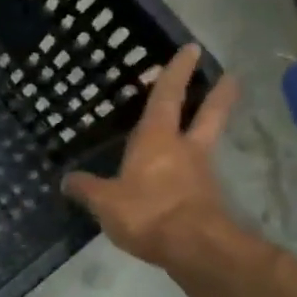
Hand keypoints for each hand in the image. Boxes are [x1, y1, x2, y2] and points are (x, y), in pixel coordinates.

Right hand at [63, 42, 238, 266]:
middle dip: (218, 95)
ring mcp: (200, 173)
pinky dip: (193, 169)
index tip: (191, 49)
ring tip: (203, 125)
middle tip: (229, 77)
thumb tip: (67, 180)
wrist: (195, 247)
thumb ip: (86, 189)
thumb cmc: (147, 212)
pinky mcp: (207, 199)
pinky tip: (181, 177)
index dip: (176, 72)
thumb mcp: (105, 202)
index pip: (166, 97)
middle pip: (207, 114)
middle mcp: (184, 149)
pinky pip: (198, 175)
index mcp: (156, 139)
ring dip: (209, 128)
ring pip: (207, 142)